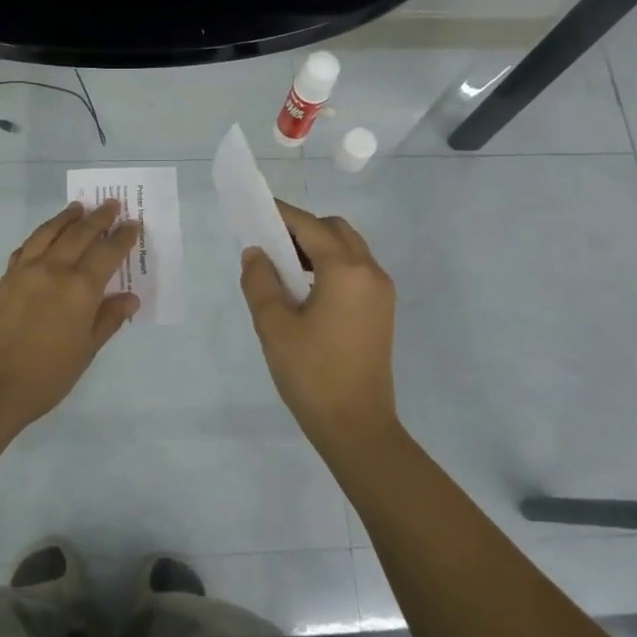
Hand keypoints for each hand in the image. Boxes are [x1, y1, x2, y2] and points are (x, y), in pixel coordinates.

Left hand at [0, 199, 142, 426]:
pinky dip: (40, 236)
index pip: (107, 252)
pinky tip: (44, 236)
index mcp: (80, 288)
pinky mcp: (5, 280)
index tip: (132, 224)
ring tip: (77, 208)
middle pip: (79, 234)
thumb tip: (129, 298)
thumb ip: (108, 319)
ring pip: (48, 233)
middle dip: (98, 218)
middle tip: (111, 204)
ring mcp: (26, 272)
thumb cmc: (47, 375)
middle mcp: (54, 270)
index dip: (122, 237)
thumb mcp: (86, 350)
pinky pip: (26, 248)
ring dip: (66, 218)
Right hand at [240, 200, 398, 453]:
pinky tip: (306, 290)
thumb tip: (255, 253)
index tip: (254, 210)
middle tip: (270, 245)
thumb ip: (260, 282)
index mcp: (346, 270)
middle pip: (335, 230)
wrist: (357, 426)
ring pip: (349, 249)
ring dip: (317, 248)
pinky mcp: (382, 310)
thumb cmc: (312, 374)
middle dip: (302, 228)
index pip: (310, 226)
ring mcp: (381, 292)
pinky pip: (356, 270)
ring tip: (283, 269)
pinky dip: (331, 266)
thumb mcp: (274, 326)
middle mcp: (370, 272)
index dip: (281, 214)